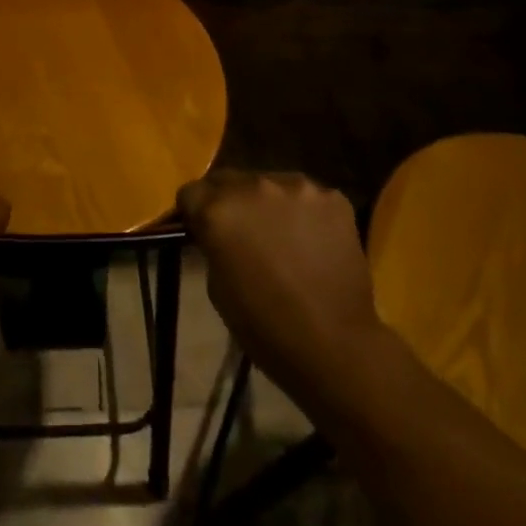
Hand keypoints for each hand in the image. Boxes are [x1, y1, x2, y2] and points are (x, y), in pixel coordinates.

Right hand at [178, 171, 390, 406]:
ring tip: (283, 236)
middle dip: (230, 202)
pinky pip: (308, 197)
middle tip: (242, 232)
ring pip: (270, 184)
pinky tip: (313, 241)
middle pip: (229, 180)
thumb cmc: (264, 326)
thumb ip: (213, 244)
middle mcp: (254, 186)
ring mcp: (297, 186)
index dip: (194, 212)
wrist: (334, 345)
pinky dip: (304, 213)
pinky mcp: (332, 197)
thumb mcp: (217, 286)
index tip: (202, 230)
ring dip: (268, 204)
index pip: (191, 192)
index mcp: (219, 209)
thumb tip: (218, 232)